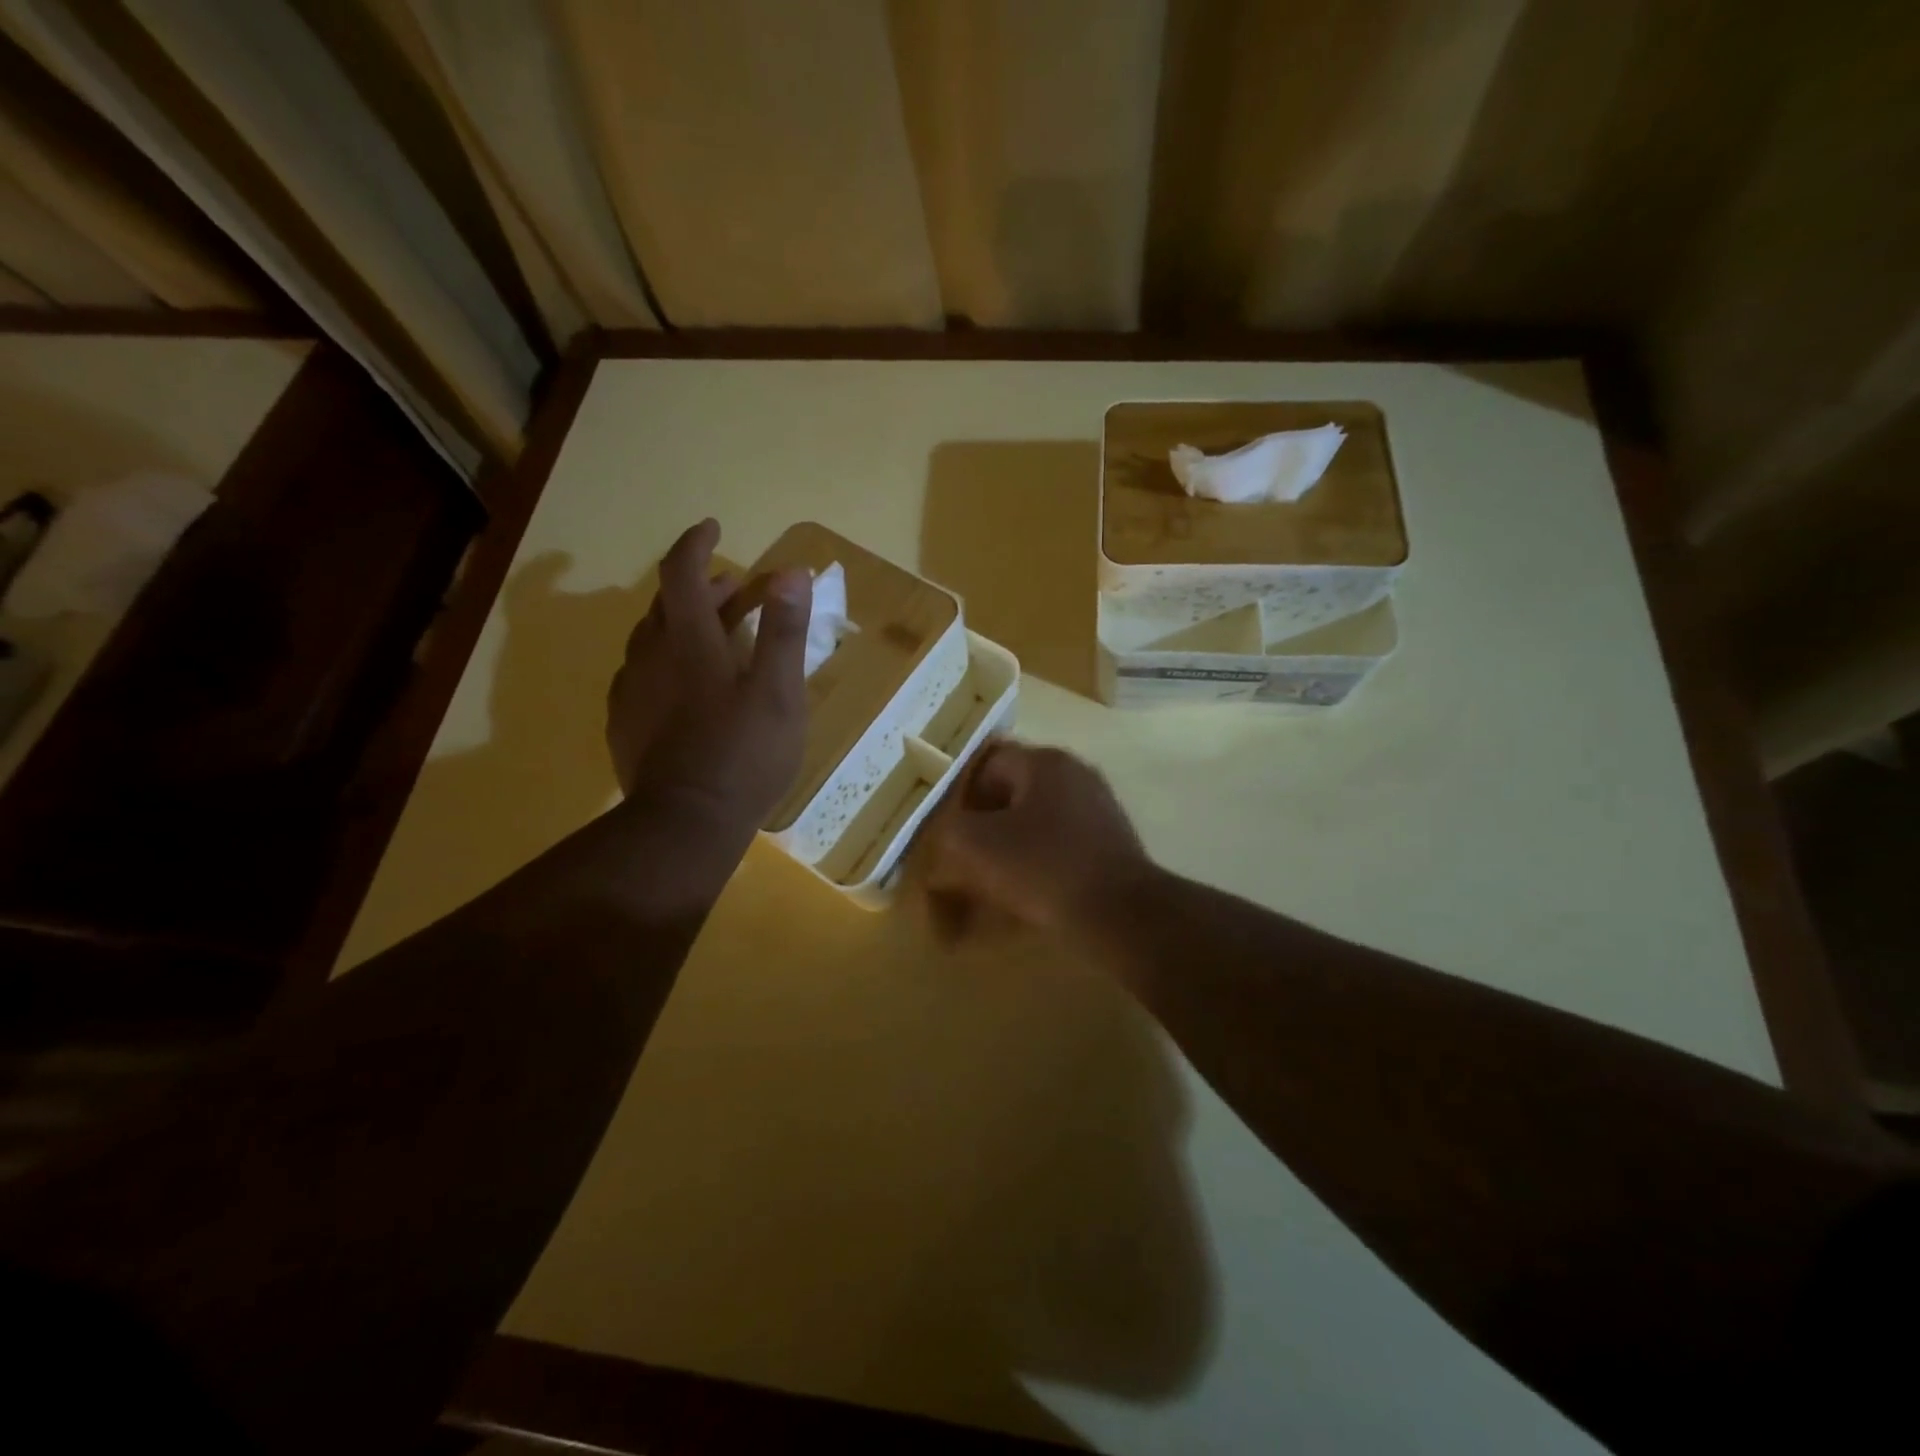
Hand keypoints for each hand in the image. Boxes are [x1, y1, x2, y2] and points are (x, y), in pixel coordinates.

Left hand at [607, 519, 811, 835]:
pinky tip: (681, 685)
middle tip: (731, 585)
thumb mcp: (780, 693)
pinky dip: (664, 660)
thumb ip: (786, 631)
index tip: (713, 527)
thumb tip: (793, 572)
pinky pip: (640, 675)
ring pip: (649, 640)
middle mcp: (649, 657)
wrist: (685, 824)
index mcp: (689, 642)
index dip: (696, 543)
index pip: (682, 572)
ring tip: (712, 632)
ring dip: (680, 623)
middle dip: (697, 585)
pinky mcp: (623, 725)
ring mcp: (630, 693)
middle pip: (665, 604)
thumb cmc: (744, 755)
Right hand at [919, 741, 1153, 934]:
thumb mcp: (975, 845)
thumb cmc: (1043, 867)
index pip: (987, 762)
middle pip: (1013, 790)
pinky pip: (1062, 841)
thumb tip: (947, 834)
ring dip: (1012, 842)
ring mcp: (1098, 805)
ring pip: (1037, 817)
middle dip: (986, 821)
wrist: (1119, 913)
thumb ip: (949, 830)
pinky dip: (1041, 859)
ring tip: (995, 877)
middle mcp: (1075, 772)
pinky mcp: (1111, 840)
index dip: (962, 794)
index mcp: (1044, 761)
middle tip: (967, 854)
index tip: (949, 829)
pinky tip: (1031, 888)